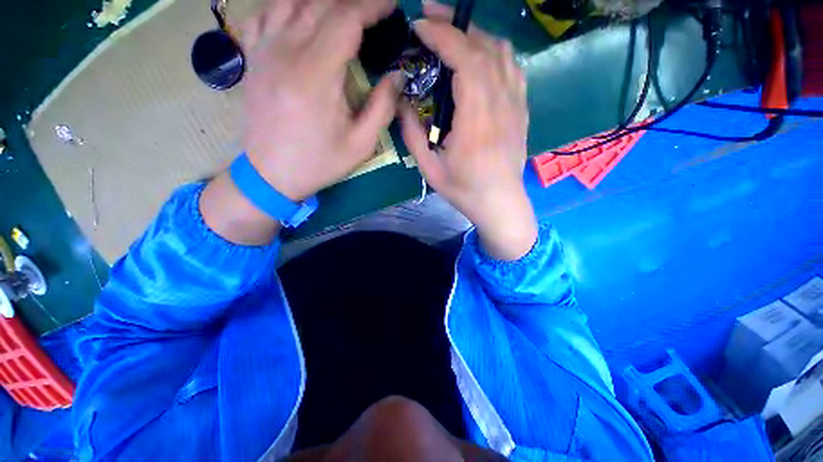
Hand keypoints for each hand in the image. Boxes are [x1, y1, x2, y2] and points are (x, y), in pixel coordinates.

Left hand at [242, 0, 399, 200]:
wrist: (272, 174)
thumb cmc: (320, 162)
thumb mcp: (361, 144)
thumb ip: (382, 107)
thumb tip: (396, 75)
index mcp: (316, 76)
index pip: (345, 19)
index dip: (371, 6)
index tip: (392, 6)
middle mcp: (285, 52)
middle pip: (320, 3)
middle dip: (353, 1)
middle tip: (374, 10)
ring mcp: (263, 51)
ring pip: (291, 1)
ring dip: (322, 1)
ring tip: (343, 11)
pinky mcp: (252, 57)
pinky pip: (265, 14)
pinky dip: (286, 6)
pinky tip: (301, 17)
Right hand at [400, 5, 536, 259]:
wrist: (500, 202)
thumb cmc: (464, 190)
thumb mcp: (429, 169)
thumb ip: (412, 134)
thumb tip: (400, 101)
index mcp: (476, 122)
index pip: (465, 61)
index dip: (442, 36)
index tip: (419, 26)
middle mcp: (501, 106)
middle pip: (483, 48)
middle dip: (455, 24)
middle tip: (429, 16)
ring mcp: (516, 105)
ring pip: (501, 52)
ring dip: (475, 35)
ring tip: (451, 33)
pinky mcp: (521, 109)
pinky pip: (512, 67)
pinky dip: (494, 51)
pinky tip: (479, 55)